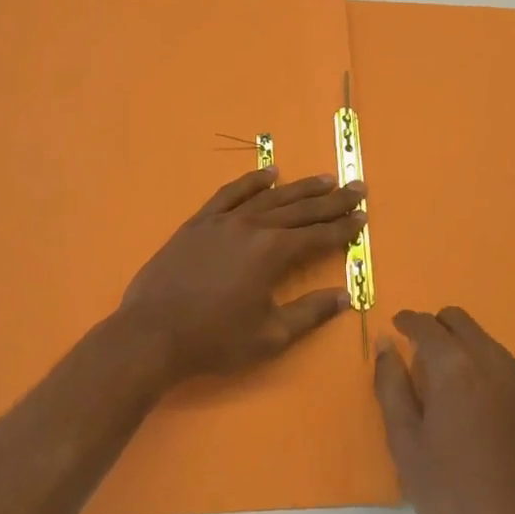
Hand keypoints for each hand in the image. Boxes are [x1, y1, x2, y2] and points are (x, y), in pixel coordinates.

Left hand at [115, 168, 366, 385]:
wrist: (152, 334)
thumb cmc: (214, 340)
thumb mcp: (270, 336)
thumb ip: (310, 313)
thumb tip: (345, 296)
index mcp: (272, 252)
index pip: (318, 235)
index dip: (343, 228)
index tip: (363, 217)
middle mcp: (252, 226)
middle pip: (300, 209)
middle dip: (331, 200)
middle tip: (356, 188)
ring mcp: (223, 220)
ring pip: (269, 197)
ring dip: (299, 187)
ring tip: (324, 179)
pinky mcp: (199, 222)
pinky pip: (230, 193)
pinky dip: (252, 181)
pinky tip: (269, 173)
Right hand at [374, 307, 514, 513]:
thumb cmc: (453, 493)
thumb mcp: (405, 443)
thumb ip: (391, 386)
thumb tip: (385, 345)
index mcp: (456, 367)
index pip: (427, 324)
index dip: (407, 321)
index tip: (397, 329)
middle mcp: (493, 360)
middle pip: (460, 321)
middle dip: (436, 328)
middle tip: (420, 357)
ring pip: (485, 341)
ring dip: (463, 349)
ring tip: (451, 389)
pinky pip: (507, 366)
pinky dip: (487, 370)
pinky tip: (481, 410)